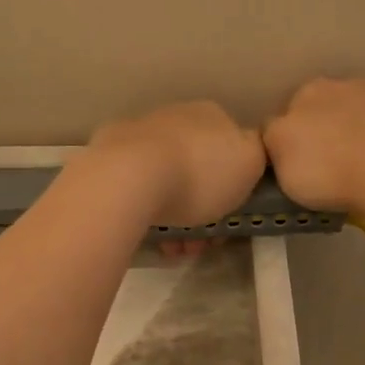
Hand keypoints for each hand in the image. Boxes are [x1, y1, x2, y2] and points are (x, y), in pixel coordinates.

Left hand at [85, 101, 265, 227]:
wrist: (130, 178)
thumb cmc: (200, 174)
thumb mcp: (251, 163)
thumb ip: (257, 154)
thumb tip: (247, 151)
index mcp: (211, 114)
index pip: (231, 149)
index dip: (234, 188)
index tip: (230, 219)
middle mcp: (175, 116)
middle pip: (198, 168)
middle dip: (203, 208)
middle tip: (201, 242)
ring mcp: (138, 133)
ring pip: (168, 181)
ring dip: (176, 218)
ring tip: (175, 249)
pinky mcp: (107, 155)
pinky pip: (138, 187)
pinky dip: (148, 209)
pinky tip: (150, 234)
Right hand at [263, 78, 364, 214]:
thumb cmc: (325, 167)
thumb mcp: (276, 156)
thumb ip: (272, 136)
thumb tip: (277, 130)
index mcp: (310, 91)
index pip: (291, 110)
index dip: (291, 137)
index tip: (295, 162)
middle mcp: (349, 84)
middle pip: (330, 107)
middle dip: (328, 128)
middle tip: (327, 165)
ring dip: (362, 131)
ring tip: (361, 167)